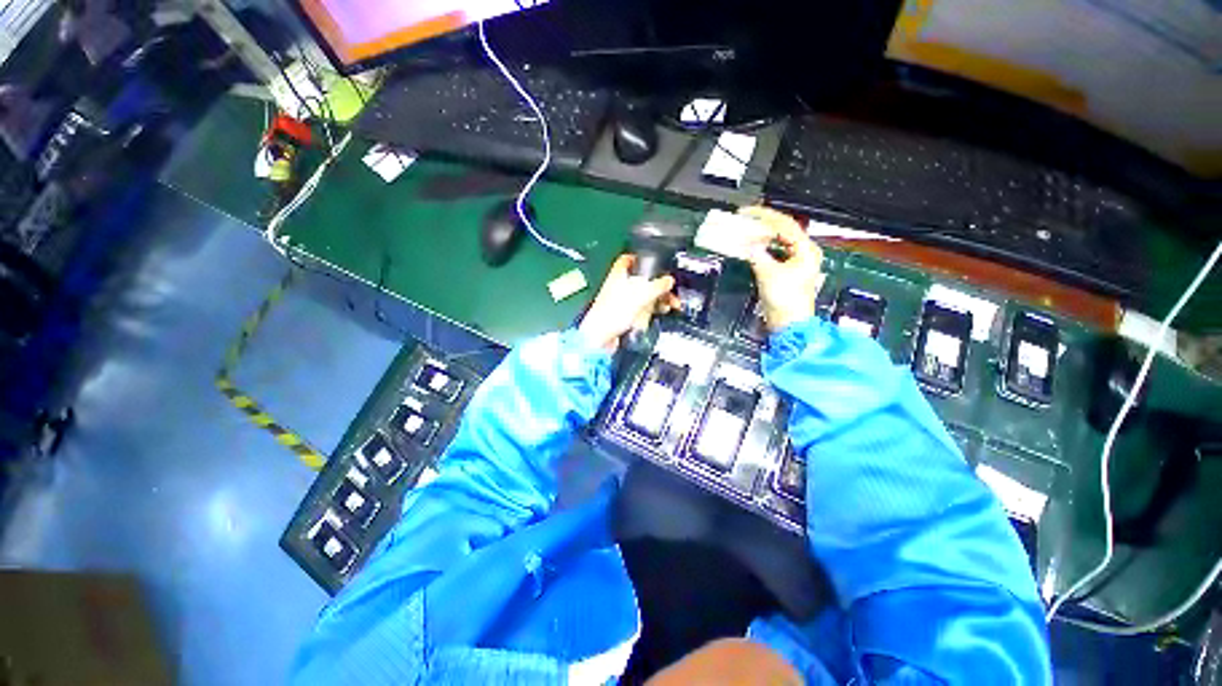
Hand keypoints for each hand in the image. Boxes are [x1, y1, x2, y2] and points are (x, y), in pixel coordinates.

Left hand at [579, 254, 679, 351]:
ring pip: (643, 295)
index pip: (628, 259)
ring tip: (670, 303)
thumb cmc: (613, 312)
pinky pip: (641, 308)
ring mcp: (621, 301)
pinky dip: (652, 308)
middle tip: (670, 289)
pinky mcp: (624, 314)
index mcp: (618, 274)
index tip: (652, 260)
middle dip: (658, 284)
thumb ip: (657, 285)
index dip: (640, 258)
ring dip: (658, 298)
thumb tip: (669, 281)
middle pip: (642, 279)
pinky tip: (661, 311)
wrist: (601, 337)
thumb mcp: (641, 294)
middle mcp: (619, 285)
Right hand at [742, 206, 824, 332]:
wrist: (789, 324)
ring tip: (746, 231)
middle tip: (744, 219)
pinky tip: (752, 247)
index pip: (784, 225)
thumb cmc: (786, 301)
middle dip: (762, 224)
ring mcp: (796, 263)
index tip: (746, 212)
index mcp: (806, 250)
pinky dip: (762, 249)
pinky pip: (774, 253)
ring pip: (778, 241)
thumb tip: (747, 242)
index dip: (764, 216)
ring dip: (761, 236)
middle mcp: (804, 253)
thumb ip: (757, 254)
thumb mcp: (768, 274)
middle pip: (783, 231)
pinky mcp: (787, 272)